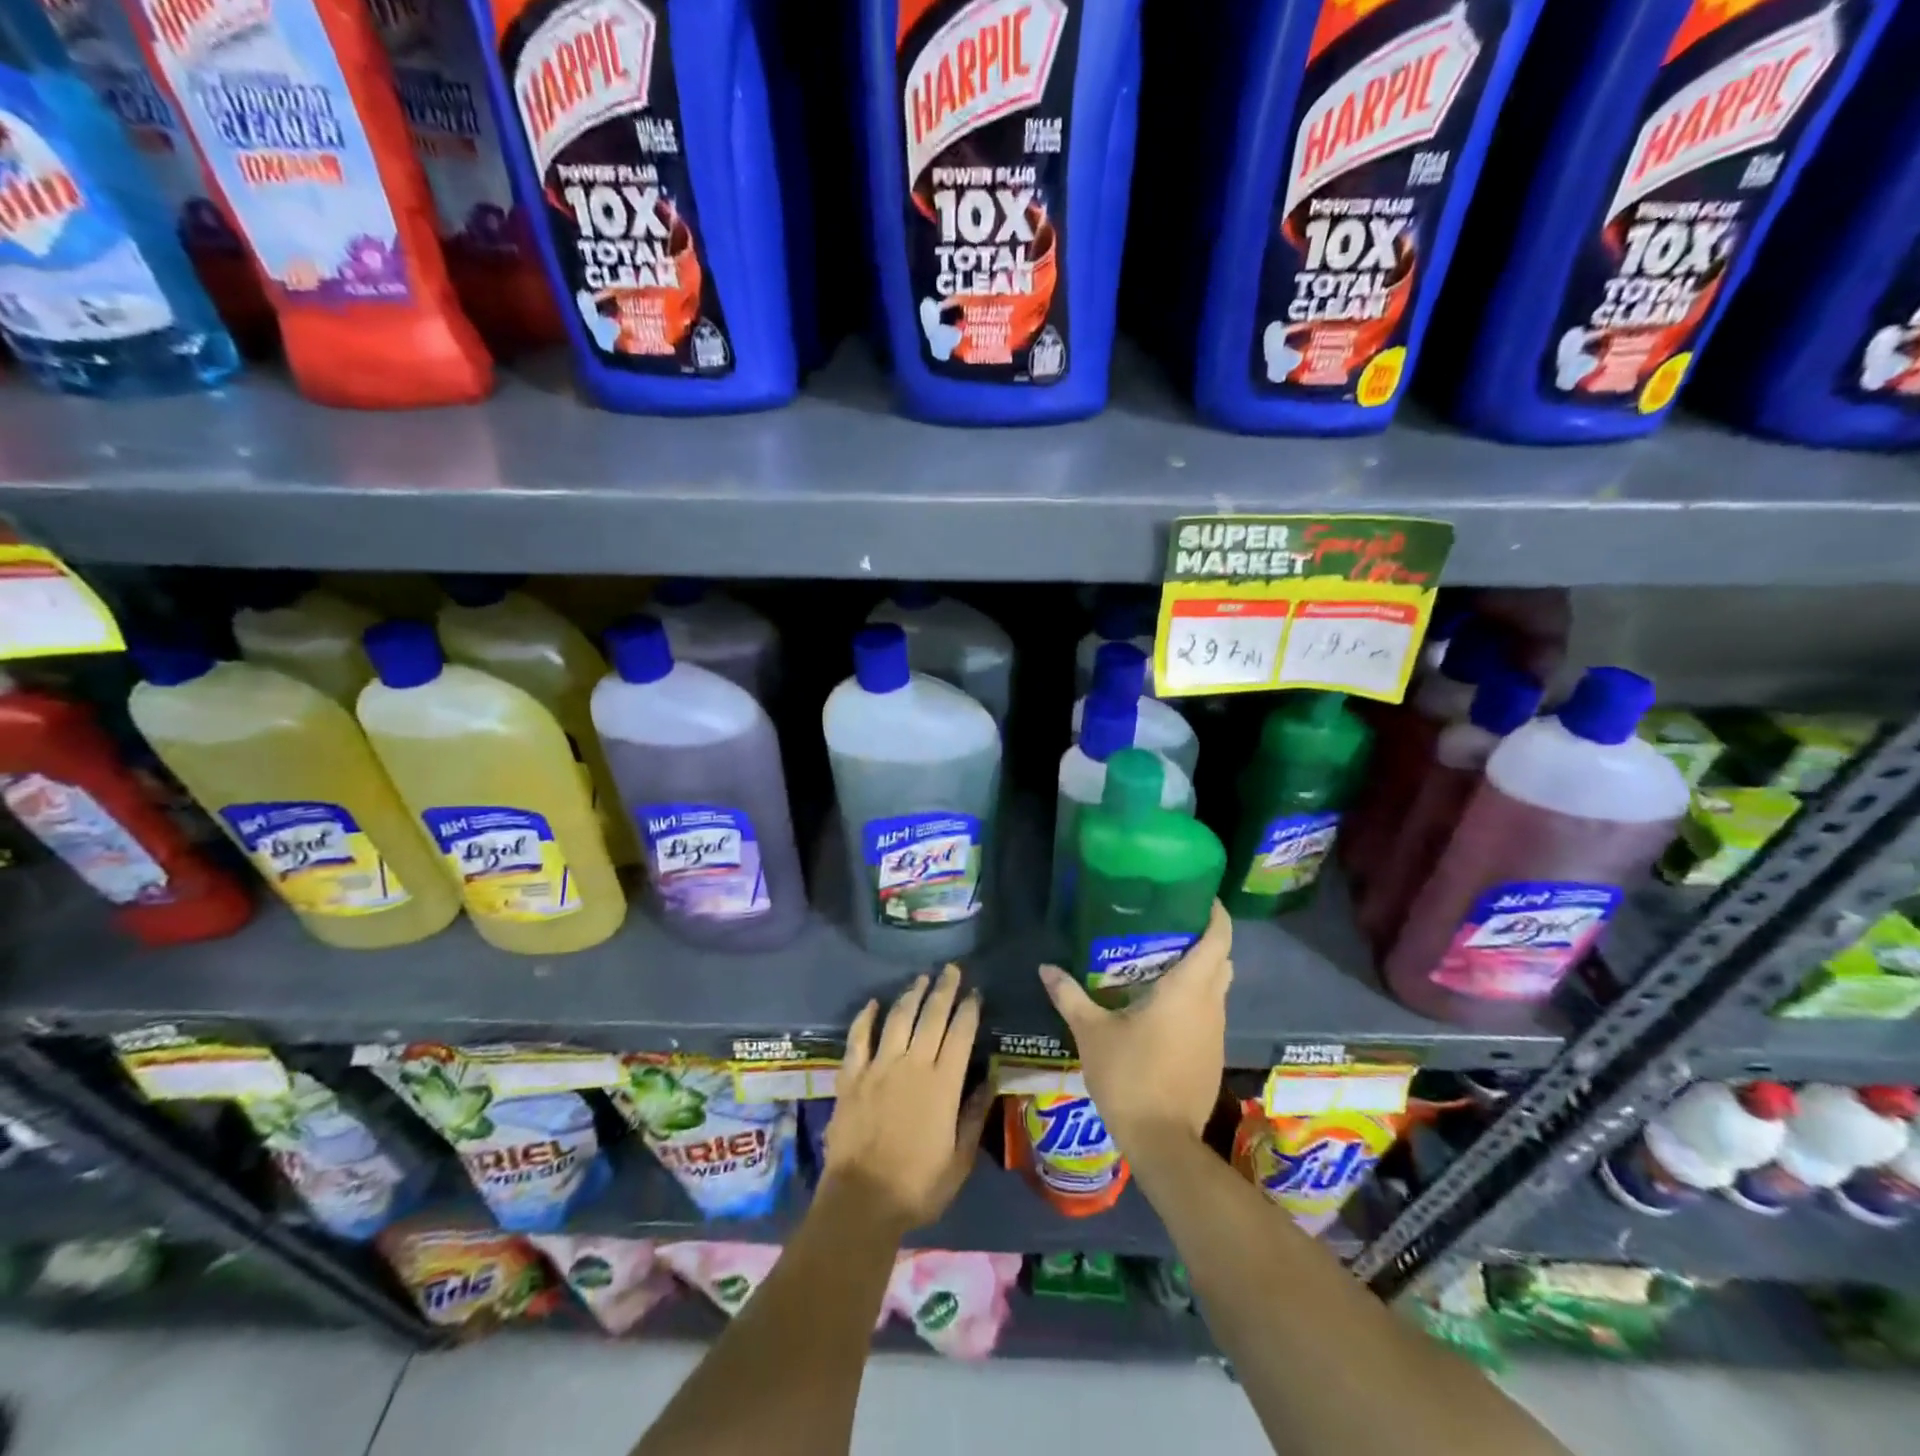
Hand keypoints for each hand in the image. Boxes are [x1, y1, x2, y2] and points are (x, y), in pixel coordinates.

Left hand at [823, 964, 993, 1234]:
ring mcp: (878, 1067)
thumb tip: (989, 1078)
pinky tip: (873, 1003)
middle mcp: (912, 1065)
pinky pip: (858, 1038)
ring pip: (897, 1019)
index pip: (960, 1034)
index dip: (969, 1010)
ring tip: (921, 979)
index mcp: (942, 1084)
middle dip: (944, 990)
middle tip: (951, 969)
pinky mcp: (851, 1076)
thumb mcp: (959, 1159)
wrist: (861, 1201)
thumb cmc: (917, 1186)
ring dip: (911, 995)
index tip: (976, 993)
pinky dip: (865, 1017)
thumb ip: (973, 1115)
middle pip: (931, 1016)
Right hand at [1039, 901, 1232, 1151]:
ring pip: (1217, 988)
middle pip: (1221, 960)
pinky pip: (1209, 1012)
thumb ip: (1070, 995)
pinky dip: (1194, 999)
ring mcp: (1215, 1032)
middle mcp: (1210, 1005)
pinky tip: (1161, 1005)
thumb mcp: (1091, 1032)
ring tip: (1160, 960)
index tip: (1198, 896)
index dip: (1215, 914)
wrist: (1162, 1141)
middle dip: (1202, 939)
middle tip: (1167, 925)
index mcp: (1188, 990)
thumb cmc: (1129, 1075)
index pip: (1219, 939)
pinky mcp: (1212, 1055)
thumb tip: (1046, 967)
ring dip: (1199, 971)